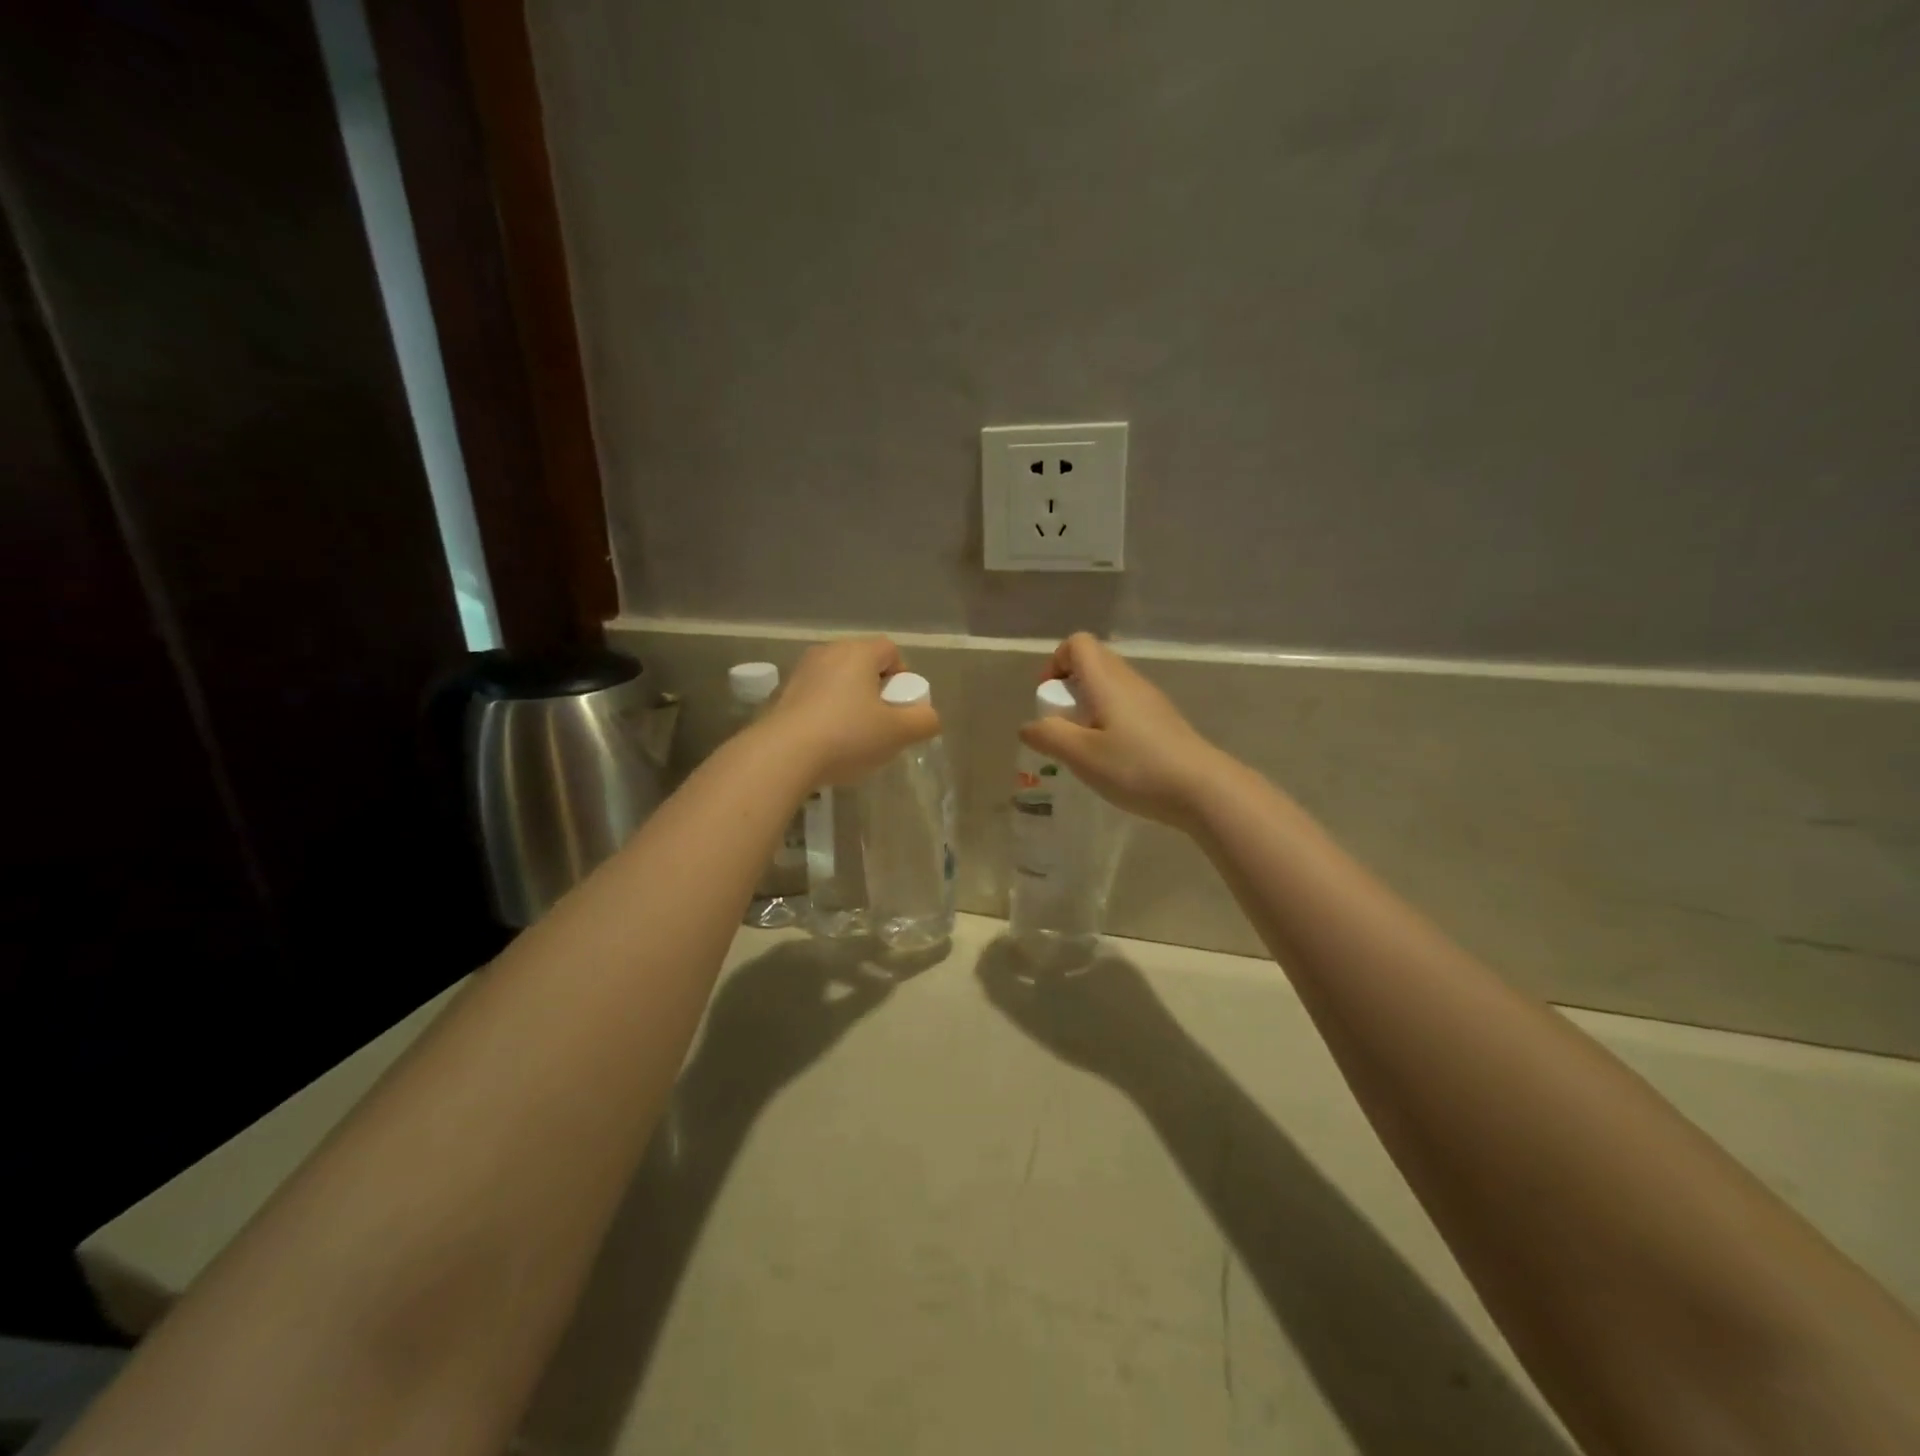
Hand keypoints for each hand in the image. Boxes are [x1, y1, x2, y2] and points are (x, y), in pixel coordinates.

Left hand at [764, 637, 939, 785]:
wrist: (782, 755)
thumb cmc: (847, 736)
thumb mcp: (898, 733)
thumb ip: (924, 721)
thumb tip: (928, 716)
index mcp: (858, 652)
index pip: (890, 650)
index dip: (902, 676)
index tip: (901, 706)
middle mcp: (827, 652)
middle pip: (862, 664)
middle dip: (876, 690)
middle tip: (881, 723)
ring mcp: (800, 672)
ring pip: (837, 681)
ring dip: (849, 702)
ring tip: (853, 737)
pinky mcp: (780, 695)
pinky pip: (814, 698)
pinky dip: (825, 713)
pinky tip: (825, 744)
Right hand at [1019, 633, 1231, 829]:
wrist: (1201, 789)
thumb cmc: (1136, 767)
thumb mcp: (1081, 755)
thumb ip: (1048, 736)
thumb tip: (1029, 726)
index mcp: (1107, 680)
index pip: (1077, 644)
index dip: (1055, 662)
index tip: (1049, 698)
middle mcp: (1129, 680)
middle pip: (1093, 662)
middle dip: (1068, 687)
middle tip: (1063, 724)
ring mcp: (1150, 700)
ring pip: (1109, 686)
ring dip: (1088, 706)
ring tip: (1085, 746)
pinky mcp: (1162, 720)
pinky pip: (1125, 706)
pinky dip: (1109, 720)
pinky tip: (1112, 757)